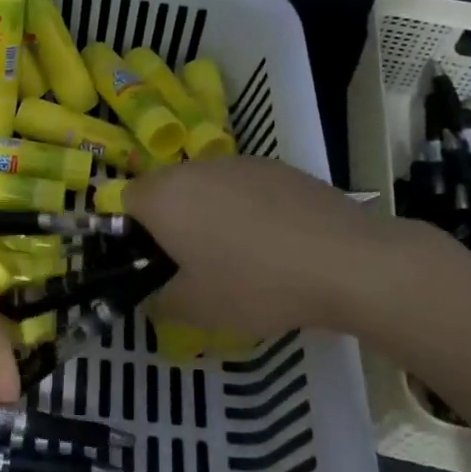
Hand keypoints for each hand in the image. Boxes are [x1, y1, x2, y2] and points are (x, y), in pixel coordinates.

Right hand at [125, 156, 428, 336]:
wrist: (346, 261)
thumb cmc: (255, 284)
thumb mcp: (197, 308)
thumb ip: (161, 301)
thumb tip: (156, 296)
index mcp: (165, 196)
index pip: (125, 200)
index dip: (132, 233)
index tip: (154, 264)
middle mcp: (197, 168)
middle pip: (167, 189)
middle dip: (171, 222)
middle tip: (192, 264)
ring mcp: (241, 163)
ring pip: (207, 186)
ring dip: (209, 213)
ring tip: (239, 255)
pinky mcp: (280, 167)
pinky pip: (245, 187)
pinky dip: (247, 209)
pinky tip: (275, 243)